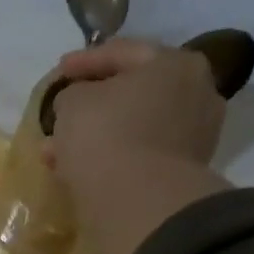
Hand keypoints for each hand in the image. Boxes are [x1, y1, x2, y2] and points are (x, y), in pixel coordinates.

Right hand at [44, 38, 231, 253]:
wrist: (138, 200)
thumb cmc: (106, 134)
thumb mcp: (73, 103)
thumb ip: (73, 94)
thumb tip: (77, 104)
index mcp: (175, 63)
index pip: (123, 52)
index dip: (85, 60)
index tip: (58, 70)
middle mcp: (195, 93)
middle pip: (132, 93)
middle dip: (92, 105)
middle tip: (61, 114)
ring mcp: (194, 136)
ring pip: (132, 128)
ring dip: (95, 136)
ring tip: (57, 151)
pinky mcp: (181, 173)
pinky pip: (137, 155)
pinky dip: (109, 158)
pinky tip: (78, 169)